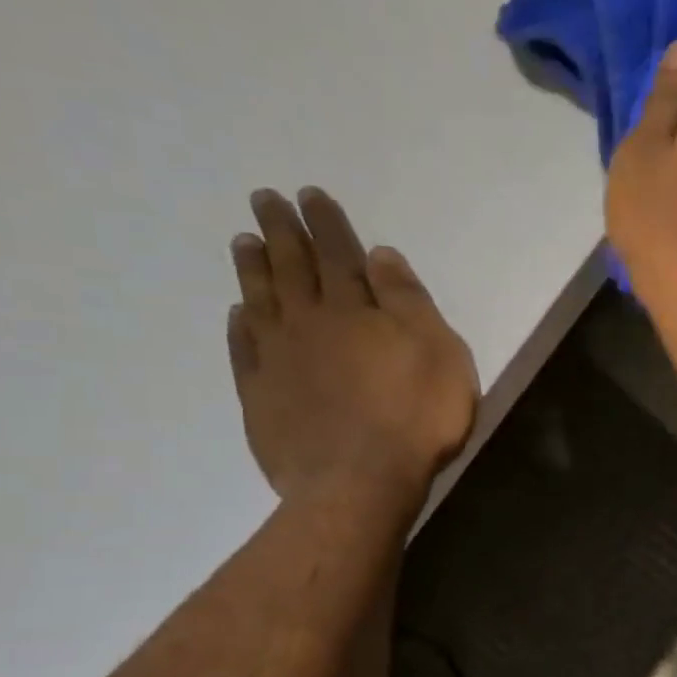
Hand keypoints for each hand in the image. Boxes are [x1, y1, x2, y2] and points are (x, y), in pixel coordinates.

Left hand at [227, 187, 477, 508]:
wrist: (358, 483)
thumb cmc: (414, 416)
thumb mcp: (438, 353)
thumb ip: (409, 303)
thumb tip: (380, 255)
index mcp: (356, 311)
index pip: (339, 256)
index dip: (326, 224)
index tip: (308, 194)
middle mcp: (310, 325)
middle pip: (294, 269)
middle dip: (281, 231)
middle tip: (264, 199)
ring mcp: (279, 361)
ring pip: (262, 302)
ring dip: (253, 268)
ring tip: (243, 241)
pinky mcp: (261, 397)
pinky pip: (244, 349)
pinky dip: (240, 325)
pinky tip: (238, 312)